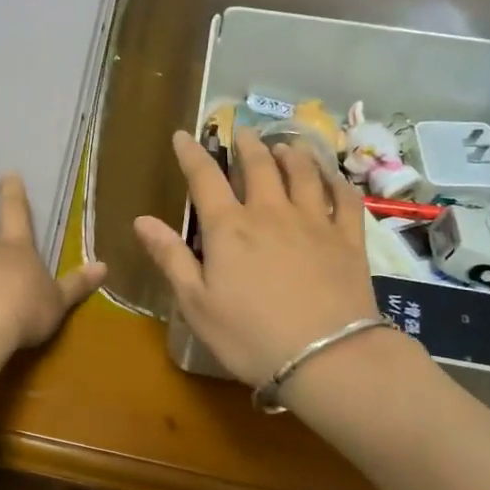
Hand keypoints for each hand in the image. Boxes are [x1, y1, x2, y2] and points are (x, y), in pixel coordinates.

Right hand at [134, 128, 378, 386]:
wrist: (326, 357)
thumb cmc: (250, 335)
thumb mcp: (196, 303)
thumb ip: (170, 257)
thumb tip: (141, 220)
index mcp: (229, 228)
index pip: (205, 178)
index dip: (191, 154)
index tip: (183, 135)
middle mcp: (271, 213)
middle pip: (259, 166)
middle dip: (247, 145)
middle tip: (243, 132)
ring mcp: (314, 222)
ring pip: (304, 173)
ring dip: (292, 154)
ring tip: (286, 145)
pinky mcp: (348, 240)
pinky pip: (345, 199)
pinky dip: (337, 181)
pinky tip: (333, 176)